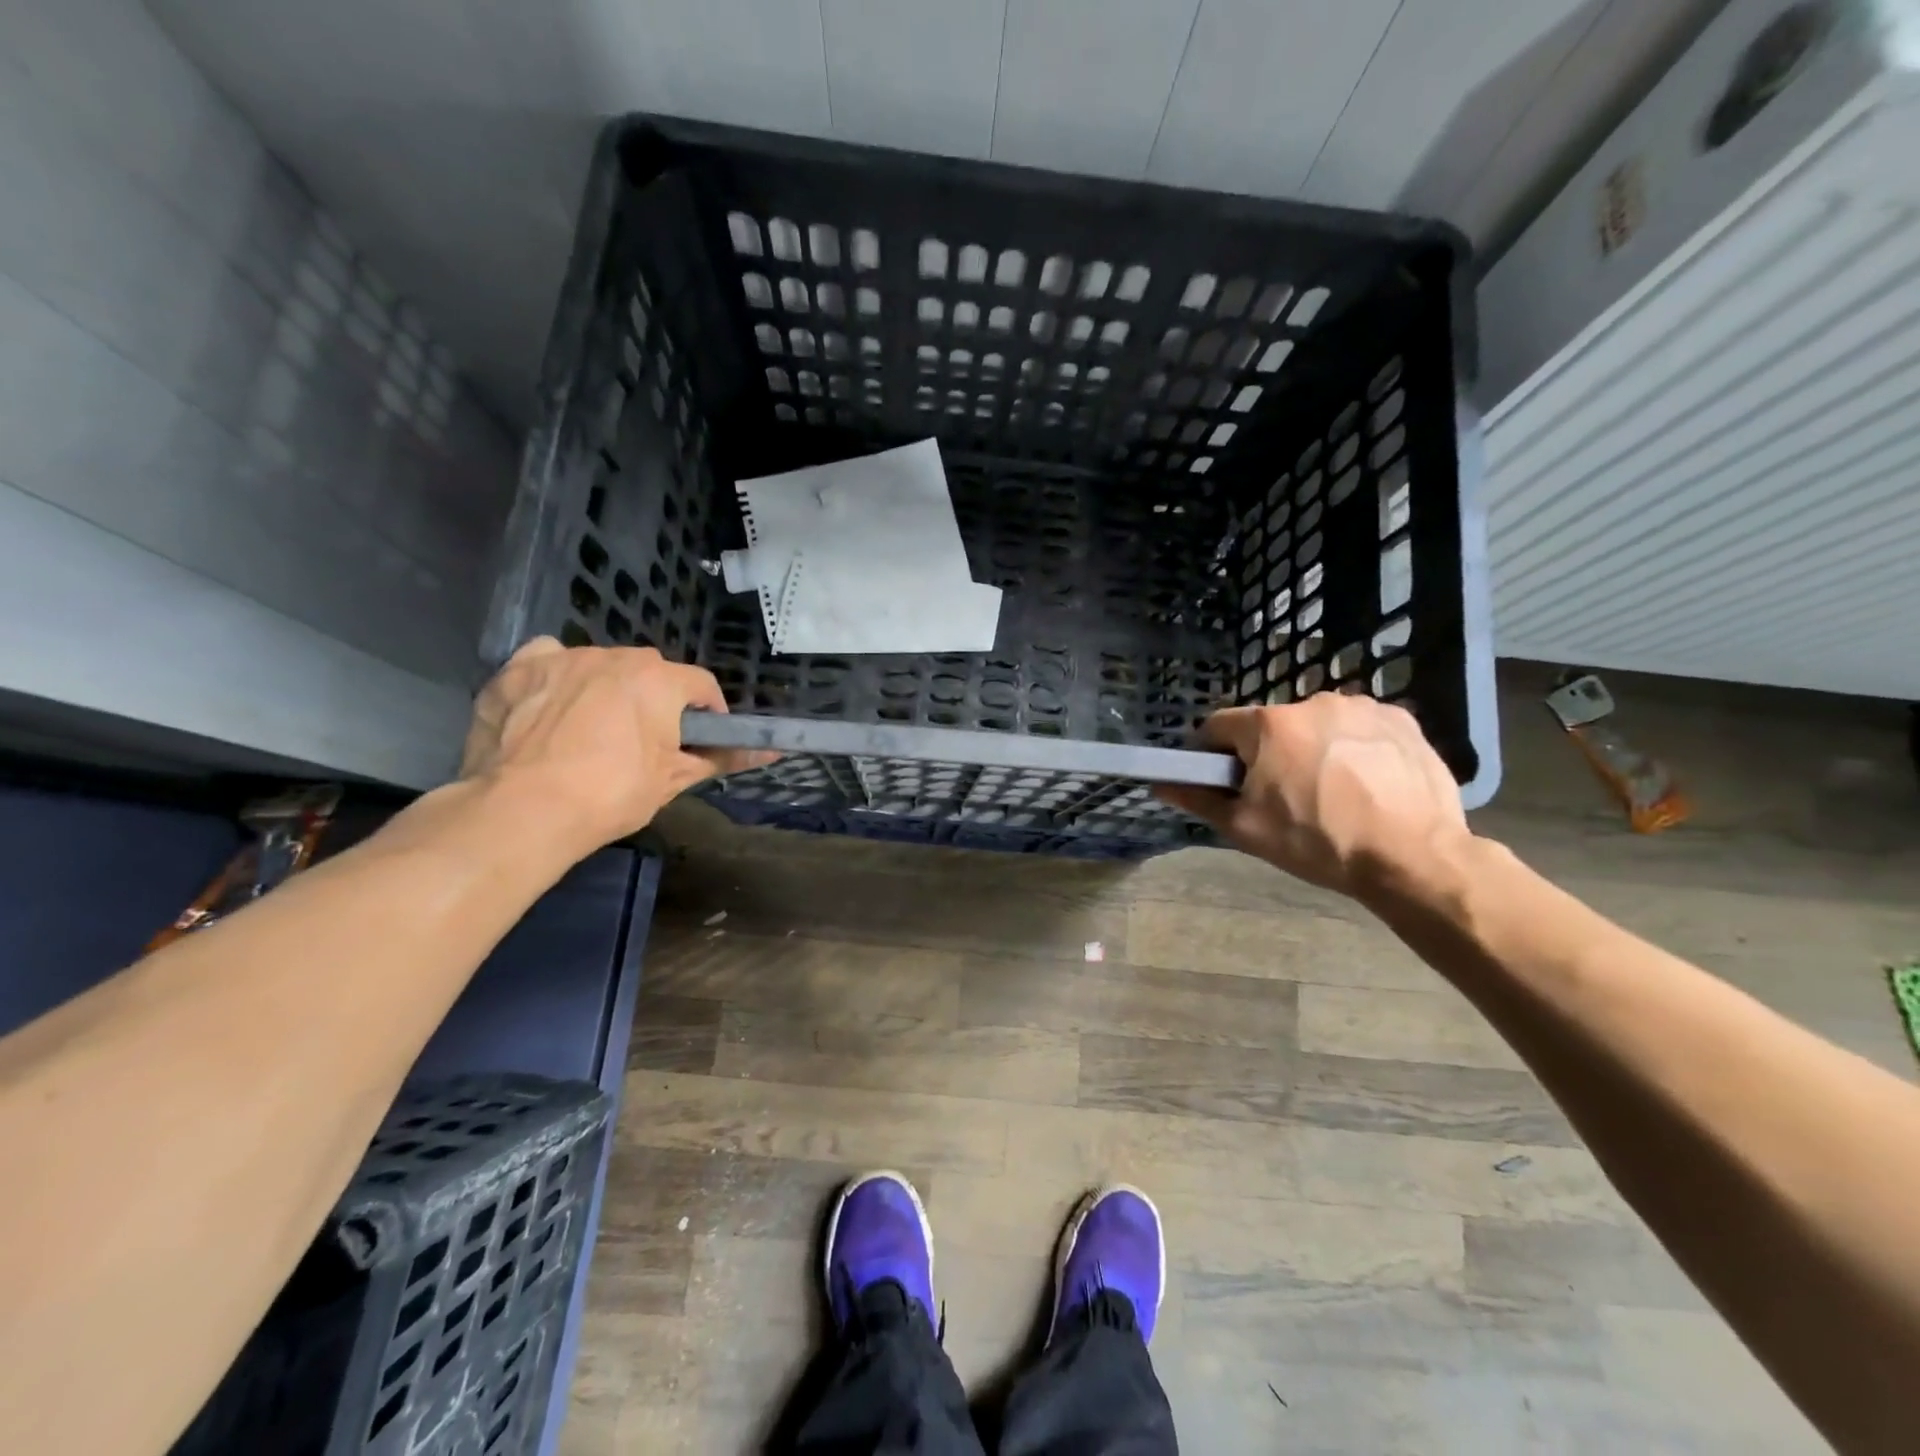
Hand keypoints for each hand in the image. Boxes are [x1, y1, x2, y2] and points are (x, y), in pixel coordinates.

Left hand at [460, 638, 772, 851]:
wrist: (522, 812)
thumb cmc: (611, 795)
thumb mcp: (673, 780)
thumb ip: (723, 758)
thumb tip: (772, 753)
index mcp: (659, 680)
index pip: (701, 685)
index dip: (708, 713)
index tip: (700, 740)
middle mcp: (614, 656)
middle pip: (650, 672)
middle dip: (655, 700)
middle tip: (646, 742)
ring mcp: (563, 658)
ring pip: (600, 665)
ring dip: (607, 689)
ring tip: (593, 732)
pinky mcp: (517, 670)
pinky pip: (549, 660)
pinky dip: (556, 677)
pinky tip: (551, 706)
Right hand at [1155, 694, 1470, 900]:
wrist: (1412, 857)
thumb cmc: (1318, 841)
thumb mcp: (1247, 828)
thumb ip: (1200, 800)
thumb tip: (1161, 784)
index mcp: (1269, 724)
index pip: (1219, 726)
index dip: (1214, 754)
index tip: (1227, 782)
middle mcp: (1313, 702)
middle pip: (1271, 726)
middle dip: (1269, 754)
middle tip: (1284, 796)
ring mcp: (1362, 707)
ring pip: (1317, 725)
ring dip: (1313, 748)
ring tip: (1333, 792)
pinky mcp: (1402, 720)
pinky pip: (1360, 729)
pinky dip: (1355, 748)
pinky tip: (1367, 783)